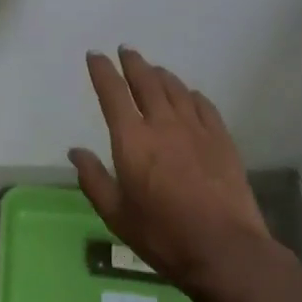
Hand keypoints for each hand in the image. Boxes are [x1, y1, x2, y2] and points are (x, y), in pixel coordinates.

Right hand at [69, 47, 278, 301]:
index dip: (102, 71)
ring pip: (175, 88)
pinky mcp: (221, 138)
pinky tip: (188, 95)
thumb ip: (93, 180)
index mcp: (132, 140)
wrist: (225, 250)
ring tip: (153, 70)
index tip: (95, 56)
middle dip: (132, 63)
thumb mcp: (116, 215)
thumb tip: (76, 151)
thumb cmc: (163, 236)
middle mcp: (162, 124)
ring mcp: (195, 128)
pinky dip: (190, 94)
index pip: (112, 93)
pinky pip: (203, 104)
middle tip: (125, 51)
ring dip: (160, 74)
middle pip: (146, 81)